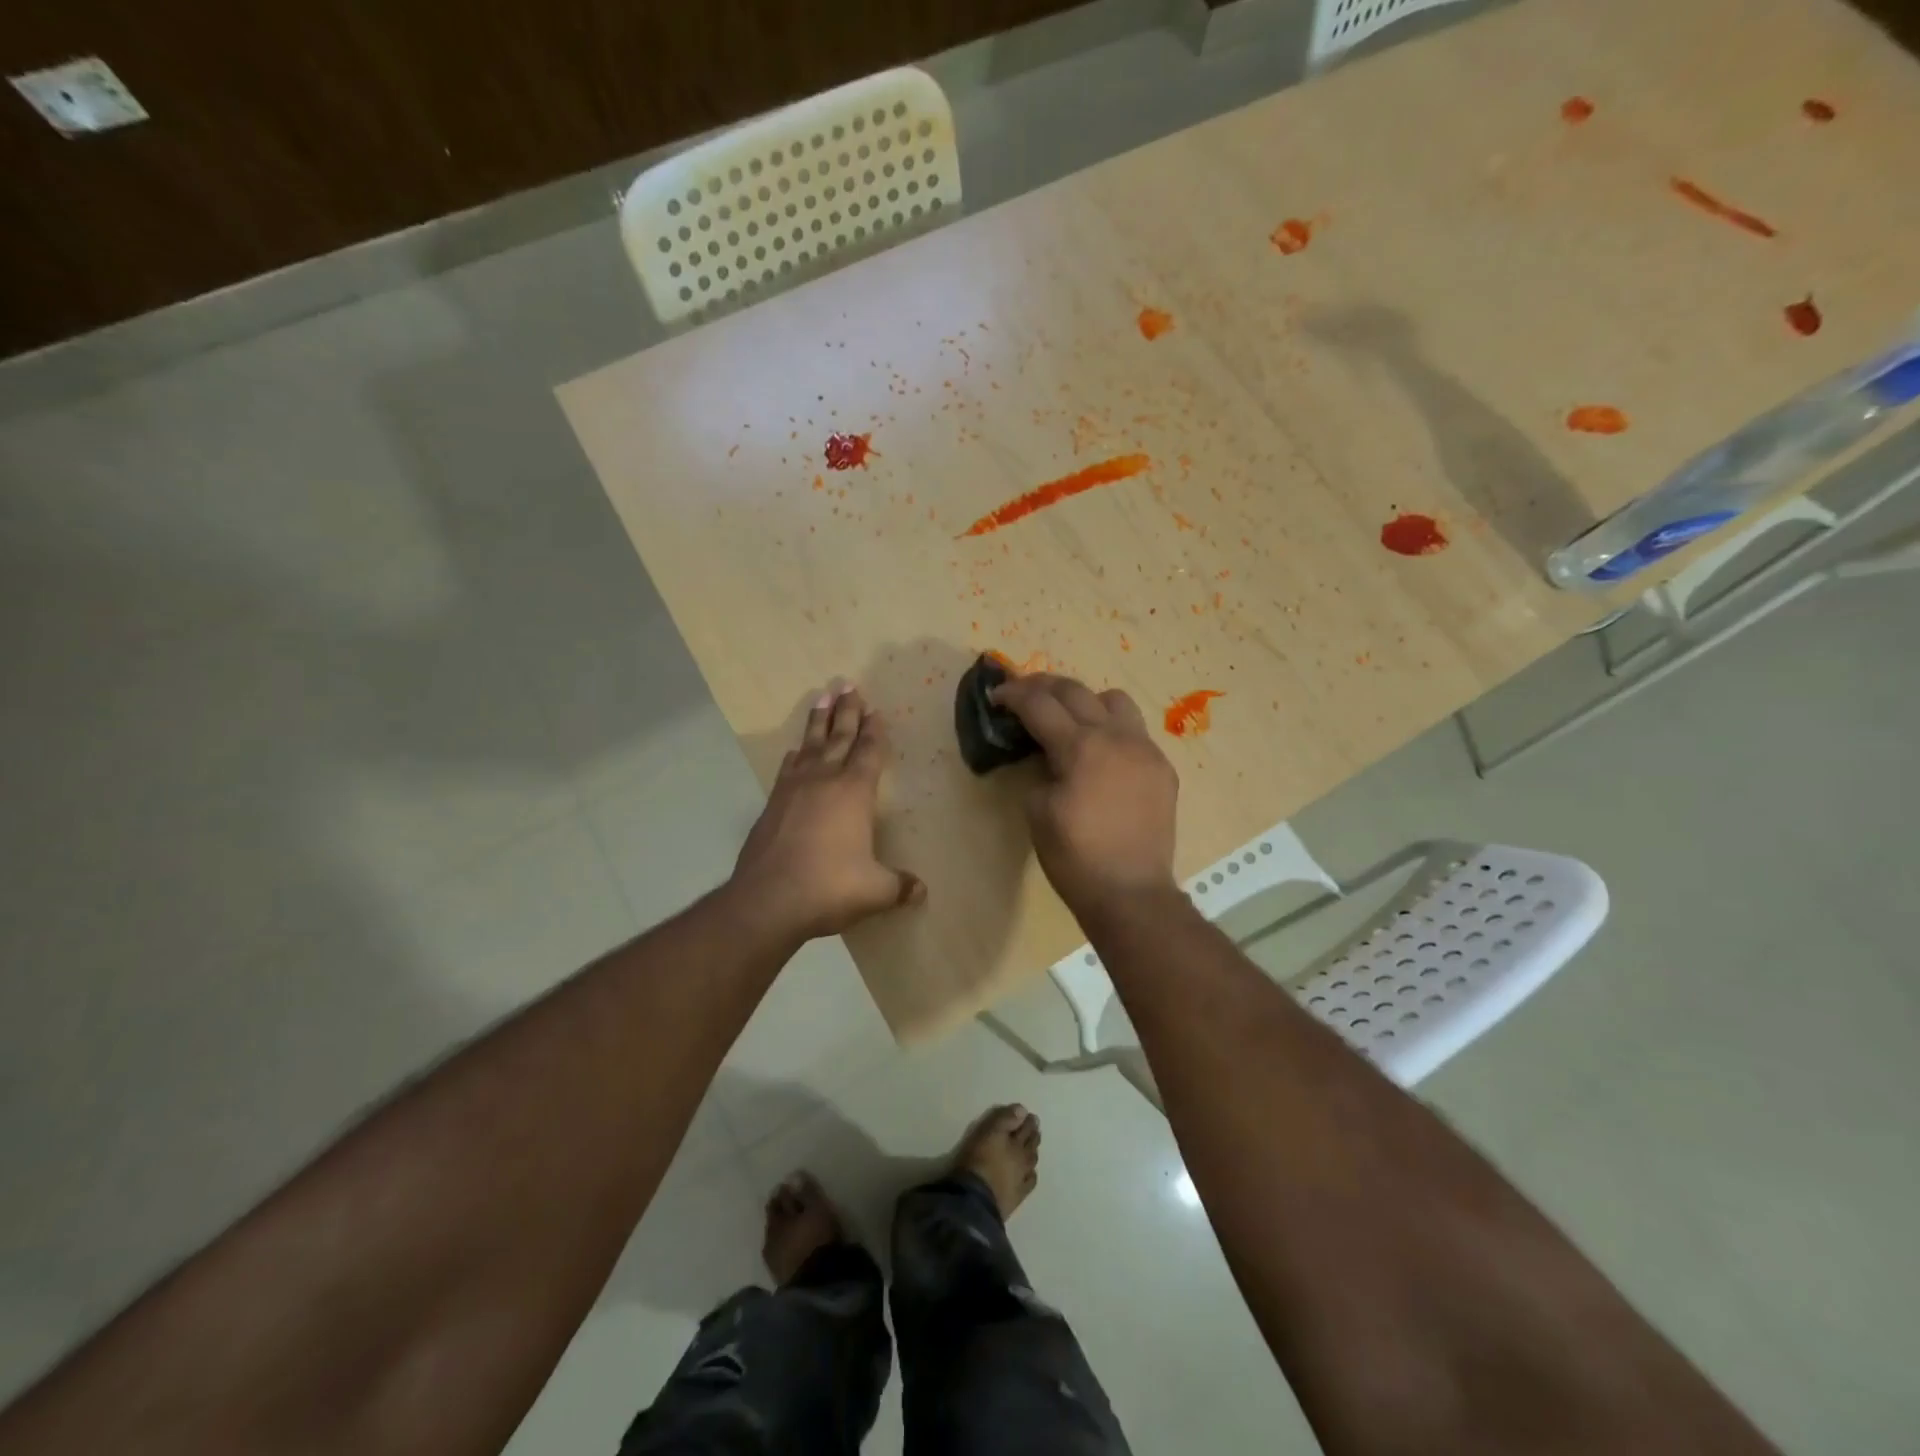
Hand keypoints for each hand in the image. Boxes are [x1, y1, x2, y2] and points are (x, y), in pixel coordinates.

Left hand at [731, 684, 925, 939]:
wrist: (767, 900)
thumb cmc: (829, 887)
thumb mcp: (874, 891)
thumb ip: (899, 887)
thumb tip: (921, 892)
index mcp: (854, 793)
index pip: (869, 752)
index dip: (875, 731)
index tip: (876, 710)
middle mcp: (824, 781)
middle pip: (839, 737)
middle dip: (847, 711)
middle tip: (849, 684)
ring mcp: (794, 790)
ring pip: (810, 745)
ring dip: (818, 721)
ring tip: (822, 696)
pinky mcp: (772, 804)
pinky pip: (788, 768)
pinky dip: (795, 755)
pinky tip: (794, 750)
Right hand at [989, 673, 1179, 913]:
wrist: (1130, 893)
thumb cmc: (1075, 857)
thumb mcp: (1037, 811)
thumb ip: (1039, 770)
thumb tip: (1048, 756)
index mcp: (1081, 747)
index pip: (1040, 704)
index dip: (1013, 694)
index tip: (996, 695)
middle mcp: (1116, 737)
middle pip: (1076, 691)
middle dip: (1044, 686)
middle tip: (1023, 694)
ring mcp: (1145, 750)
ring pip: (1115, 701)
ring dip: (1085, 700)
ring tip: (1069, 718)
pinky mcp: (1162, 768)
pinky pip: (1135, 732)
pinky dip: (1111, 730)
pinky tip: (1100, 754)